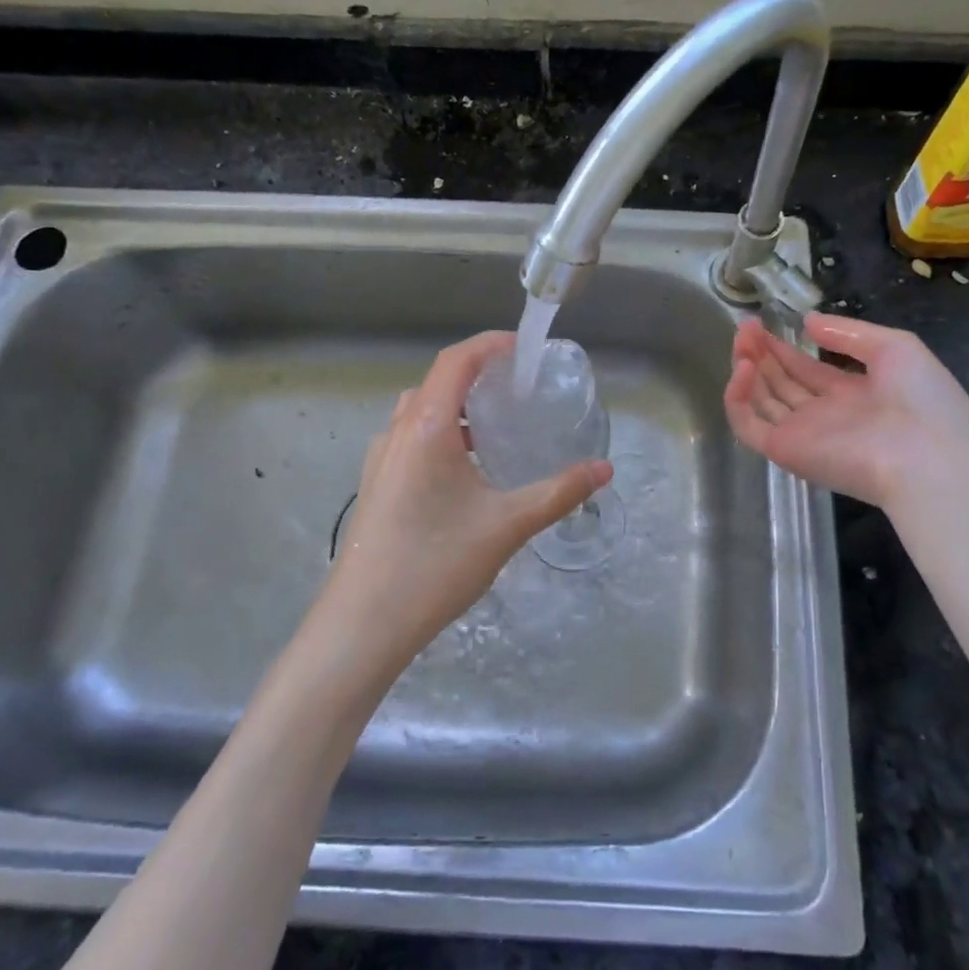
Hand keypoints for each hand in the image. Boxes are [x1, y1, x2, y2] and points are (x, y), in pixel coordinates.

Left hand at [323, 331, 611, 667]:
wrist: (364, 624)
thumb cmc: (436, 564)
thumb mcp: (507, 525)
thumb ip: (559, 492)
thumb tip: (604, 470)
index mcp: (427, 427)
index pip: (457, 360)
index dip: (490, 345)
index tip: (525, 350)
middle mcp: (398, 431)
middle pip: (438, 381)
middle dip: (478, 374)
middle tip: (519, 388)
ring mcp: (380, 458)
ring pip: (421, 410)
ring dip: (457, 405)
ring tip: (497, 425)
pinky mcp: (376, 483)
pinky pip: (411, 437)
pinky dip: (442, 432)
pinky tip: (466, 468)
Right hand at [725, 312, 968, 510]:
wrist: (930, 460)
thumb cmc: (923, 401)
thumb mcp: (896, 349)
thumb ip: (848, 333)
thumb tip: (808, 322)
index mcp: (852, 394)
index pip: (805, 369)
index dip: (783, 347)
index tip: (763, 322)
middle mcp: (824, 415)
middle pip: (780, 382)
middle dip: (761, 353)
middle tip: (746, 325)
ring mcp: (802, 434)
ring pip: (760, 400)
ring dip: (746, 367)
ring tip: (742, 338)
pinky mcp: (785, 450)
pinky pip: (748, 425)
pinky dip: (737, 398)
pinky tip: (743, 368)